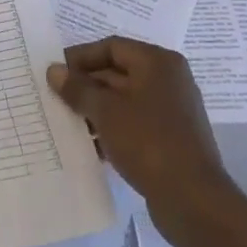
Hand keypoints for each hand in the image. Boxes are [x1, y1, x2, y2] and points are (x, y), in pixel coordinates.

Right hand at [46, 36, 246, 246]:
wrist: (193, 200)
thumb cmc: (148, 142)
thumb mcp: (106, 112)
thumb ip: (78, 88)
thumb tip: (54, 70)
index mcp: (158, 62)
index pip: (112, 47)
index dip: (81, 57)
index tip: (54, 72)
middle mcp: (168, 79)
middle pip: (118, 72)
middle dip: (86, 85)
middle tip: (55, 99)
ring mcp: (172, 110)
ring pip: (124, 100)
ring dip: (96, 109)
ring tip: (67, 123)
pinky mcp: (170, 138)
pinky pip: (134, 123)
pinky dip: (112, 129)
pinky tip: (90, 146)